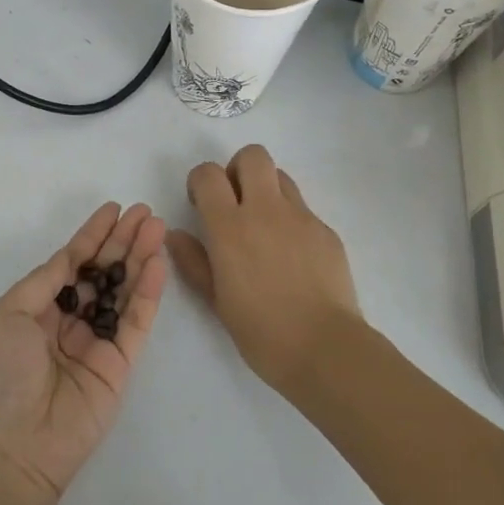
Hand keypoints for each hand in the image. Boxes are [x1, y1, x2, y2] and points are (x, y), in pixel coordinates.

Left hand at [0, 202, 167, 499]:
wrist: (10, 449)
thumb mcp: (6, 316)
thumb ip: (44, 283)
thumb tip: (70, 257)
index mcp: (34, 311)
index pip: (69, 264)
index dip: (91, 236)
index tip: (113, 209)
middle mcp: (66, 323)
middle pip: (100, 273)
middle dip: (121, 242)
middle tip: (145, 212)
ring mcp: (95, 344)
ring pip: (122, 292)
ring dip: (140, 259)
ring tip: (157, 227)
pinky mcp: (119, 366)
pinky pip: (136, 322)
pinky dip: (148, 293)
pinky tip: (157, 264)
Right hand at [169, 145, 360, 393]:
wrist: (325, 348)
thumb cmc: (261, 332)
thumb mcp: (216, 301)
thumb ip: (194, 262)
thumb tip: (176, 234)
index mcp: (231, 227)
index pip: (209, 174)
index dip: (200, 181)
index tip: (201, 205)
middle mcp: (266, 211)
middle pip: (252, 156)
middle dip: (237, 170)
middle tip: (234, 204)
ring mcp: (302, 218)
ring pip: (281, 176)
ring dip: (266, 190)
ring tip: (263, 229)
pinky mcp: (327, 231)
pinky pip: (303, 209)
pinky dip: (290, 221)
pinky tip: (292, 258)